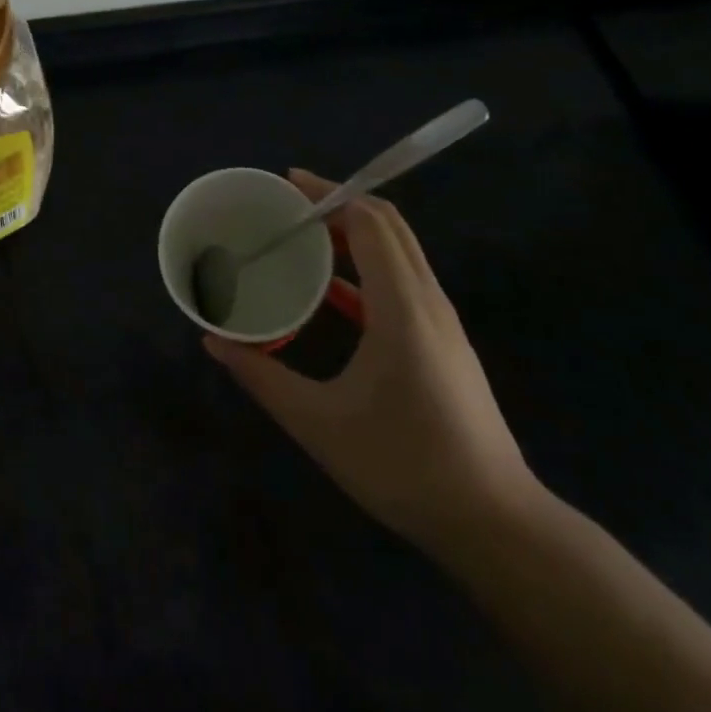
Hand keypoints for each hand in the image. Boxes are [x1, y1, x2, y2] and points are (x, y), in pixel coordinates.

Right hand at [205, 175, 542, 557]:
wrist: (497, 525)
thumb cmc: (405, 465)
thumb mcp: (319, 424)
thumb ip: (262, 377)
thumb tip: (213, 341)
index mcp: (402, 308)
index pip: (370, 223)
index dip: (329, 194)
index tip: (286, 186)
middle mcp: (427, 302)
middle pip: (388, 225)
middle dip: (338, 203)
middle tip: (287, 206)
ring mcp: (441, 322)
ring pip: (400, 250)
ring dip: (354, 230)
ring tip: (302, 236)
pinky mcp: (444, 342)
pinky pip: (403, 280)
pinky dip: (366, 266)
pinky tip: (330, 291)